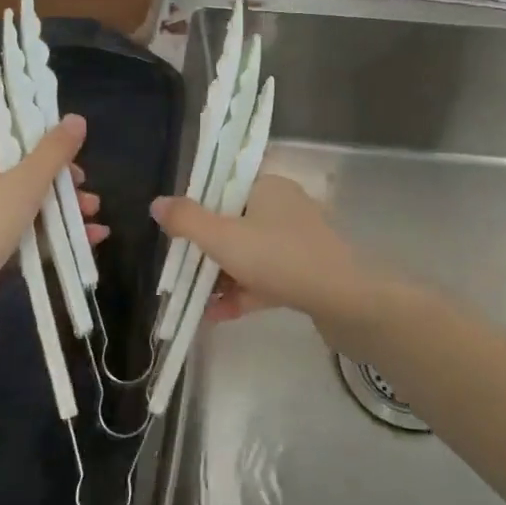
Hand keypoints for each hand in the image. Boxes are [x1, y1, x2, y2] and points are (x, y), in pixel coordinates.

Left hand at [0, 114, 106, 344]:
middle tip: (84, 186)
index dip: (39, 132)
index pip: (6, 130)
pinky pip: (24, 233)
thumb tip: (76, 118)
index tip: (69, 144)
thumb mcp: (24, 184)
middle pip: (22, 168)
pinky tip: (87, 241)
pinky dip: (52, 234)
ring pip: (27, 203)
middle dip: (60, 178)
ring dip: (62, 208)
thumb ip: (53, 152)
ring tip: (93, 217)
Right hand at [150, 175, 385, 350]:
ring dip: (221, 277)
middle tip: (180, 273)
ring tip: (193, 302)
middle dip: (206, 252)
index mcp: (269, 187)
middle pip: (234, 224)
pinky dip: (242, 294)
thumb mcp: (224, 238)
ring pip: (249, 255)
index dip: (198, 211)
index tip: (176, 237)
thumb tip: (157, 203)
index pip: (225, 189)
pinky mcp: (307, 273)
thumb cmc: (280, 258)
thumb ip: (188, 221)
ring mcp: (299, 242)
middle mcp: (285, 208)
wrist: (347, 302)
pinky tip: (216, 317)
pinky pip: (266, 279)